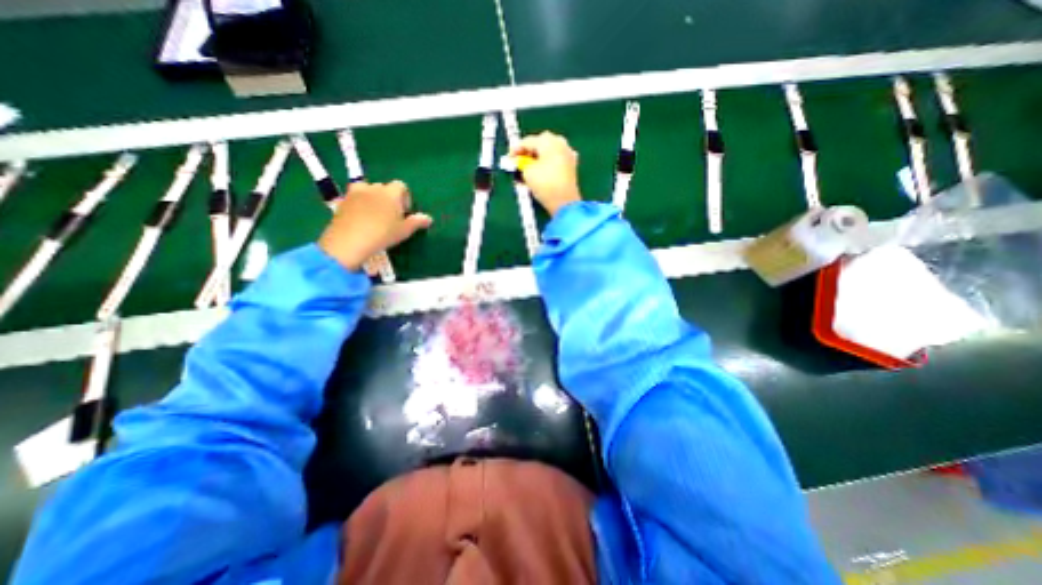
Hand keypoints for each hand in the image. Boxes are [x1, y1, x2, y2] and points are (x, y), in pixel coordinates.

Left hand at [318, 181, 431, 272]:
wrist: (349, 241)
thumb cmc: (382, 234)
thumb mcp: (404, 230)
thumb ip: (417, 222)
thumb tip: (428, 218)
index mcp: (391, 193)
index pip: (401, 186)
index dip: (405, 197)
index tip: (405, 212)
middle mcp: (373, 188)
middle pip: (384, 187)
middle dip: (389, 198)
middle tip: (391, 216)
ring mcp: (355, 193)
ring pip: (367, 190)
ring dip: (372, 198)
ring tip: (374, 215)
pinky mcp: (342, 201)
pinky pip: (355, 198)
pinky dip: (359, 204)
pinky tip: (361, 219)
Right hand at [513, 130, 582, 214]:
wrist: (564, 202)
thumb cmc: (545, 184)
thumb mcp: (527, 172)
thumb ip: (520, 163)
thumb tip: (519, 161)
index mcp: (549, 141)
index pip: (527, 141)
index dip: (515, 150)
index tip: (509, 158)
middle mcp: (561, 143)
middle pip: (540, 144)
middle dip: (528, 153)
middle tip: (518, 163)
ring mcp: (568, 154)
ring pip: (548, 153)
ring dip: (537, 159)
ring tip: (527, 170)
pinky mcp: (571, 167)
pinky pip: (555, 161)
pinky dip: (546, 165)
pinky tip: (539, 174)